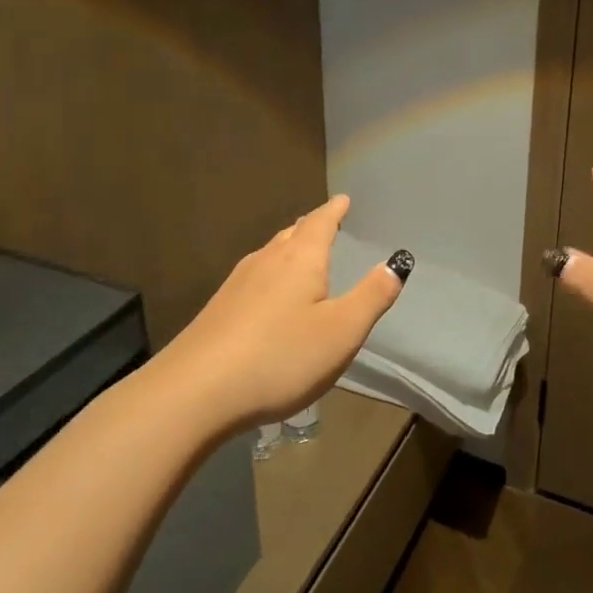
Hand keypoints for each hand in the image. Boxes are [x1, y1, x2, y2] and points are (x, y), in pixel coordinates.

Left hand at [158, 196, 408, 432]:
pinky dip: (270, 275)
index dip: (334, 210)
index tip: (343, 199)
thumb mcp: (342, 331)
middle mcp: (266, 262)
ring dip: (288, 249)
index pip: (320, 222)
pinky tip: (267, 297)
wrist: (195, 393)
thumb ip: (372, 296)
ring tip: (300, 254)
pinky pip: (253, 279)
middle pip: (291, 235)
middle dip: (311, 227)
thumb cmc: (280, 356)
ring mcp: (236, 285)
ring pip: (269, 255)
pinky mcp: (218, 311)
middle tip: (325, 223)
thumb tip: (397, 262)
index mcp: (300, 260)